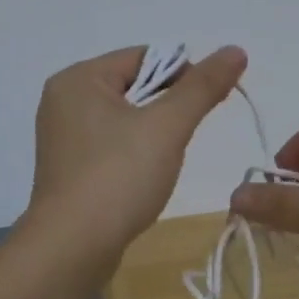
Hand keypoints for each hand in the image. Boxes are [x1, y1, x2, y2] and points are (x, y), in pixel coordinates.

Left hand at [24, 45, 246, 261]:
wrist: (71, 249)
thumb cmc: (118, 177)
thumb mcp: (167, 126)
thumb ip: (203, 86)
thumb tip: (235, 50)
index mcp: (79, 79)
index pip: (144, 57)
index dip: (182, 74)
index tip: (206, 105)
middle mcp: (64, 100)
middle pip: (134, 86)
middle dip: (167, 107)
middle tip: (184, 136)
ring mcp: (63, 137)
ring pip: (125, 118)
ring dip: (153, 133)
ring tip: (165, 160)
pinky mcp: (69, 169)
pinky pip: (111, 146)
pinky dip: (134, 155)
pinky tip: (144, 178)